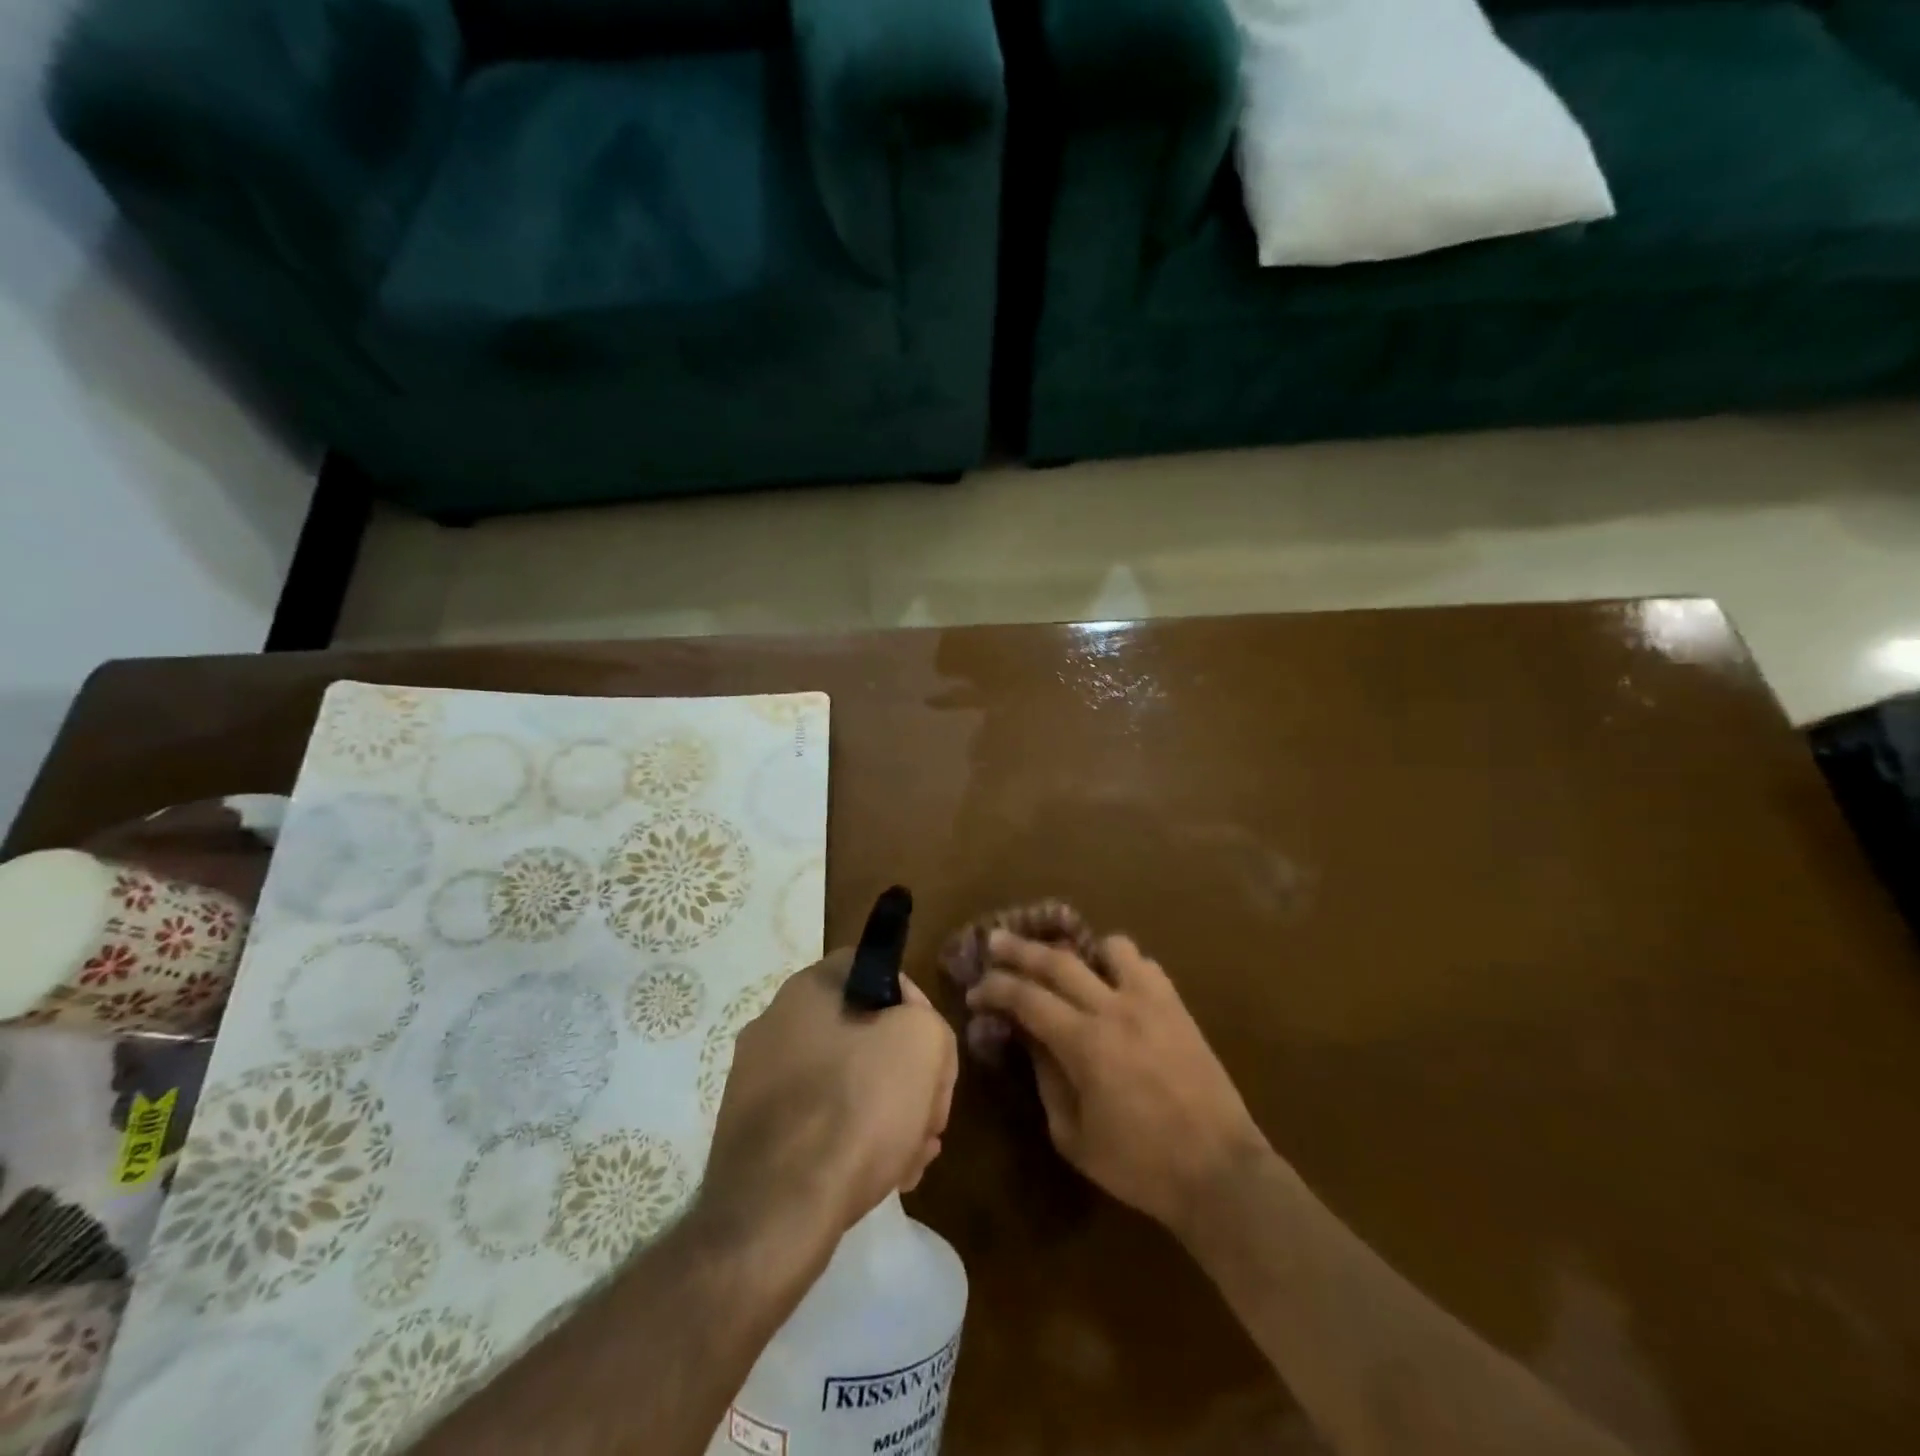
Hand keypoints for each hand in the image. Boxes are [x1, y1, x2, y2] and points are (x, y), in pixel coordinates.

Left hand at [705, 951, 957, 1239]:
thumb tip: (912, 1040)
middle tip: (930, 1114)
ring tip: (914, 1156)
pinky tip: (885, 1177)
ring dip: (887, 1111)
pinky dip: (853, 1142)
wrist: (776, 1216)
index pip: (875, 970)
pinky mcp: (754, 1138)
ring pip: (844, 1083)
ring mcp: (757, 1083)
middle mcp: (774, 1025)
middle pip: (863, 1033)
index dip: (914, 1004)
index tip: (932, 1050)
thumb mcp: (923, 1043)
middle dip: (906, 1072)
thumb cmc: (855, 1107)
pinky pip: (818, 1125)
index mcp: (807, 989)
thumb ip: (929, 1023)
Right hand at [966, 932, 1267, 1236]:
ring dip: (1080, 949)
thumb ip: (1047, 1082)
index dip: (996, 989)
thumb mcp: (1075, 1137)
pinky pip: (1145, 964)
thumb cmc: (1140, 1165)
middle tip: (995, 939)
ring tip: (1066, 960)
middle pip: (1058, 960)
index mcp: (1085, 1044)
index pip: (1027, 998)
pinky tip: (1114, 981)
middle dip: (1020, 949)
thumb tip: (1031, 1040)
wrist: (1220, 1171)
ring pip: (1108, 947)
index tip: (976, 991)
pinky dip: (1121, 963)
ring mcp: (1151, 1001)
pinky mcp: (1177, 1006)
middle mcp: (1115, 1008)